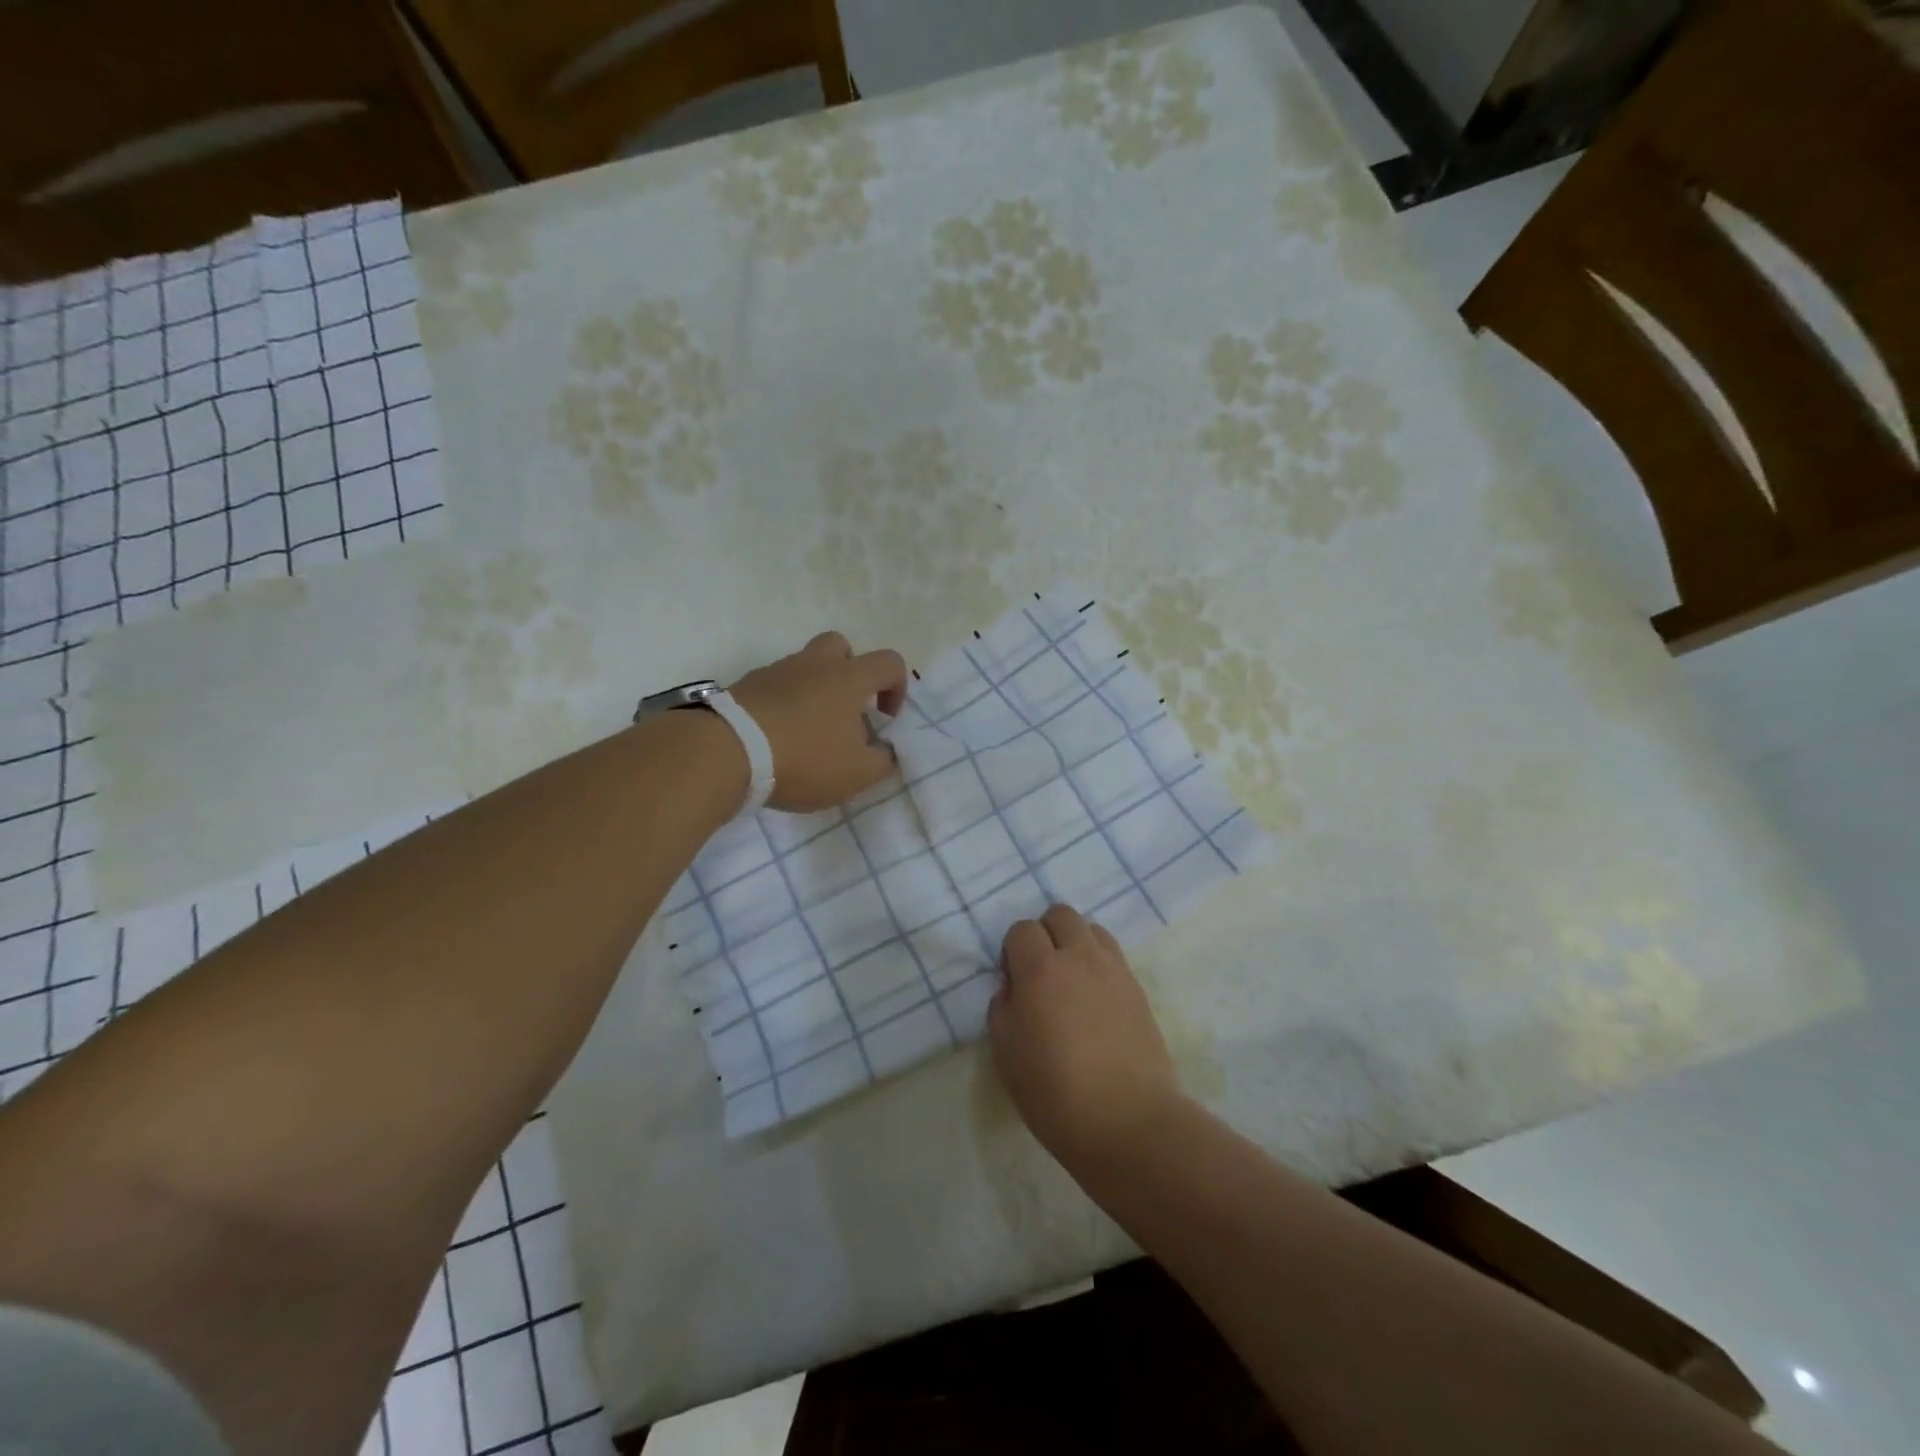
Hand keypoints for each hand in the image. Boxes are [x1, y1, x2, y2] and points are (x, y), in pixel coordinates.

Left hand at [729, 631, 907, 812]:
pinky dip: (782, 704)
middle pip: (840, 646)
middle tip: (846, 709)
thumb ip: (883, 760)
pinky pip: (774, 687)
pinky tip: (777, 737)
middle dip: (850, 672)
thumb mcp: (857, 773)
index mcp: (849, 678)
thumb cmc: (804, 758)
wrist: (727, 752)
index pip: (889, 662)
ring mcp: (776, 671)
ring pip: (804, 667)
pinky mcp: (745, 686)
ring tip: (808, 732)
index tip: (885, 718)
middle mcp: (814, 664)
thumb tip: (886, 750)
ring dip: (813, 690)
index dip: (897, 687)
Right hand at [988, 904, 1182, 1167]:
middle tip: (1041, 972)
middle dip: (1045, 933)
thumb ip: (1002, 1009)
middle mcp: (1079, 957)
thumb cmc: (1055, 1094)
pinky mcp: (1138, 988)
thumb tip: (1013, 987)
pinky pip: (1113, 955)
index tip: (1014, 981)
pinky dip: (1098, 963)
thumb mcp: (1007, 1055)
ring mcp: (1114, 969)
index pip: (1022, 929)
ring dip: (1075, 943)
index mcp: (1040, 970)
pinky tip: (1095, 999)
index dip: (1013, 951)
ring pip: (1091, 928)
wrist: (1128, 1122)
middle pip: (1060, 914)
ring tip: (1071, 981)